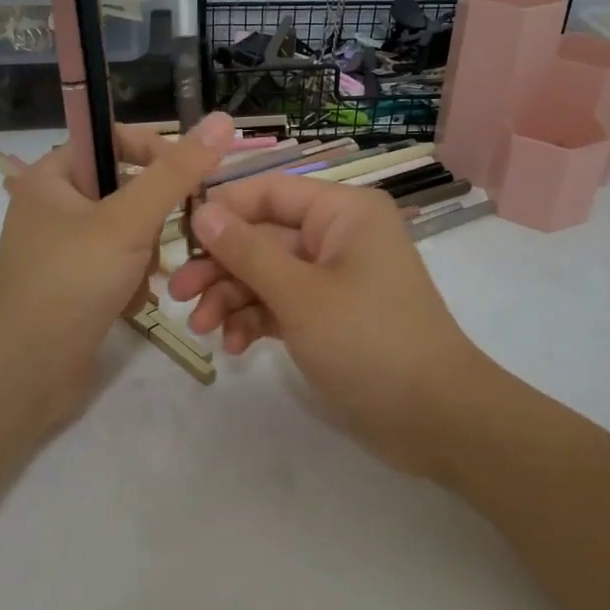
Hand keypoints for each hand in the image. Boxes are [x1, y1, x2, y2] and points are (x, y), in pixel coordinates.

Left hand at [0, 114, 235, 430]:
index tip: (189, 178)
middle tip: (165, 239)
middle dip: (152, 219)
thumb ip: (177, 171)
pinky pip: (116, 264)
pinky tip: (131, 303)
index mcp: (50, 176)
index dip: (154, 151)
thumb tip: (221, 119)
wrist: (28, 371)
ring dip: (145, 255)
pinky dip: (131, 280)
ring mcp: (61, 248)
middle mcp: (52, 206)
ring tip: (143, 281)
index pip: (112, 139)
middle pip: (125, 188)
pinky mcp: (73, 284)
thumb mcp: (130, 220)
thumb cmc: (73, 281)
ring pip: (126, 231)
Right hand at [166, 172, 487, 476]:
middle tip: (176, 293)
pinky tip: (235, 346)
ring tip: (201, 329)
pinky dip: (257, 321)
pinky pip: (282, 305)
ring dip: (232, 298)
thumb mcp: (299, 294)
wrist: (434, 418)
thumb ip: (247, 251)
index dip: (222, 210)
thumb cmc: (368, 341)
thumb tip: (202, 211)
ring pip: (268, 274)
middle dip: (220, 266)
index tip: (177, 236)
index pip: (270, 192)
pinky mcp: (330, 316)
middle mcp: (339, 236)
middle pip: (263, 237)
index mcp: (343, 212)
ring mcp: (334, 278)